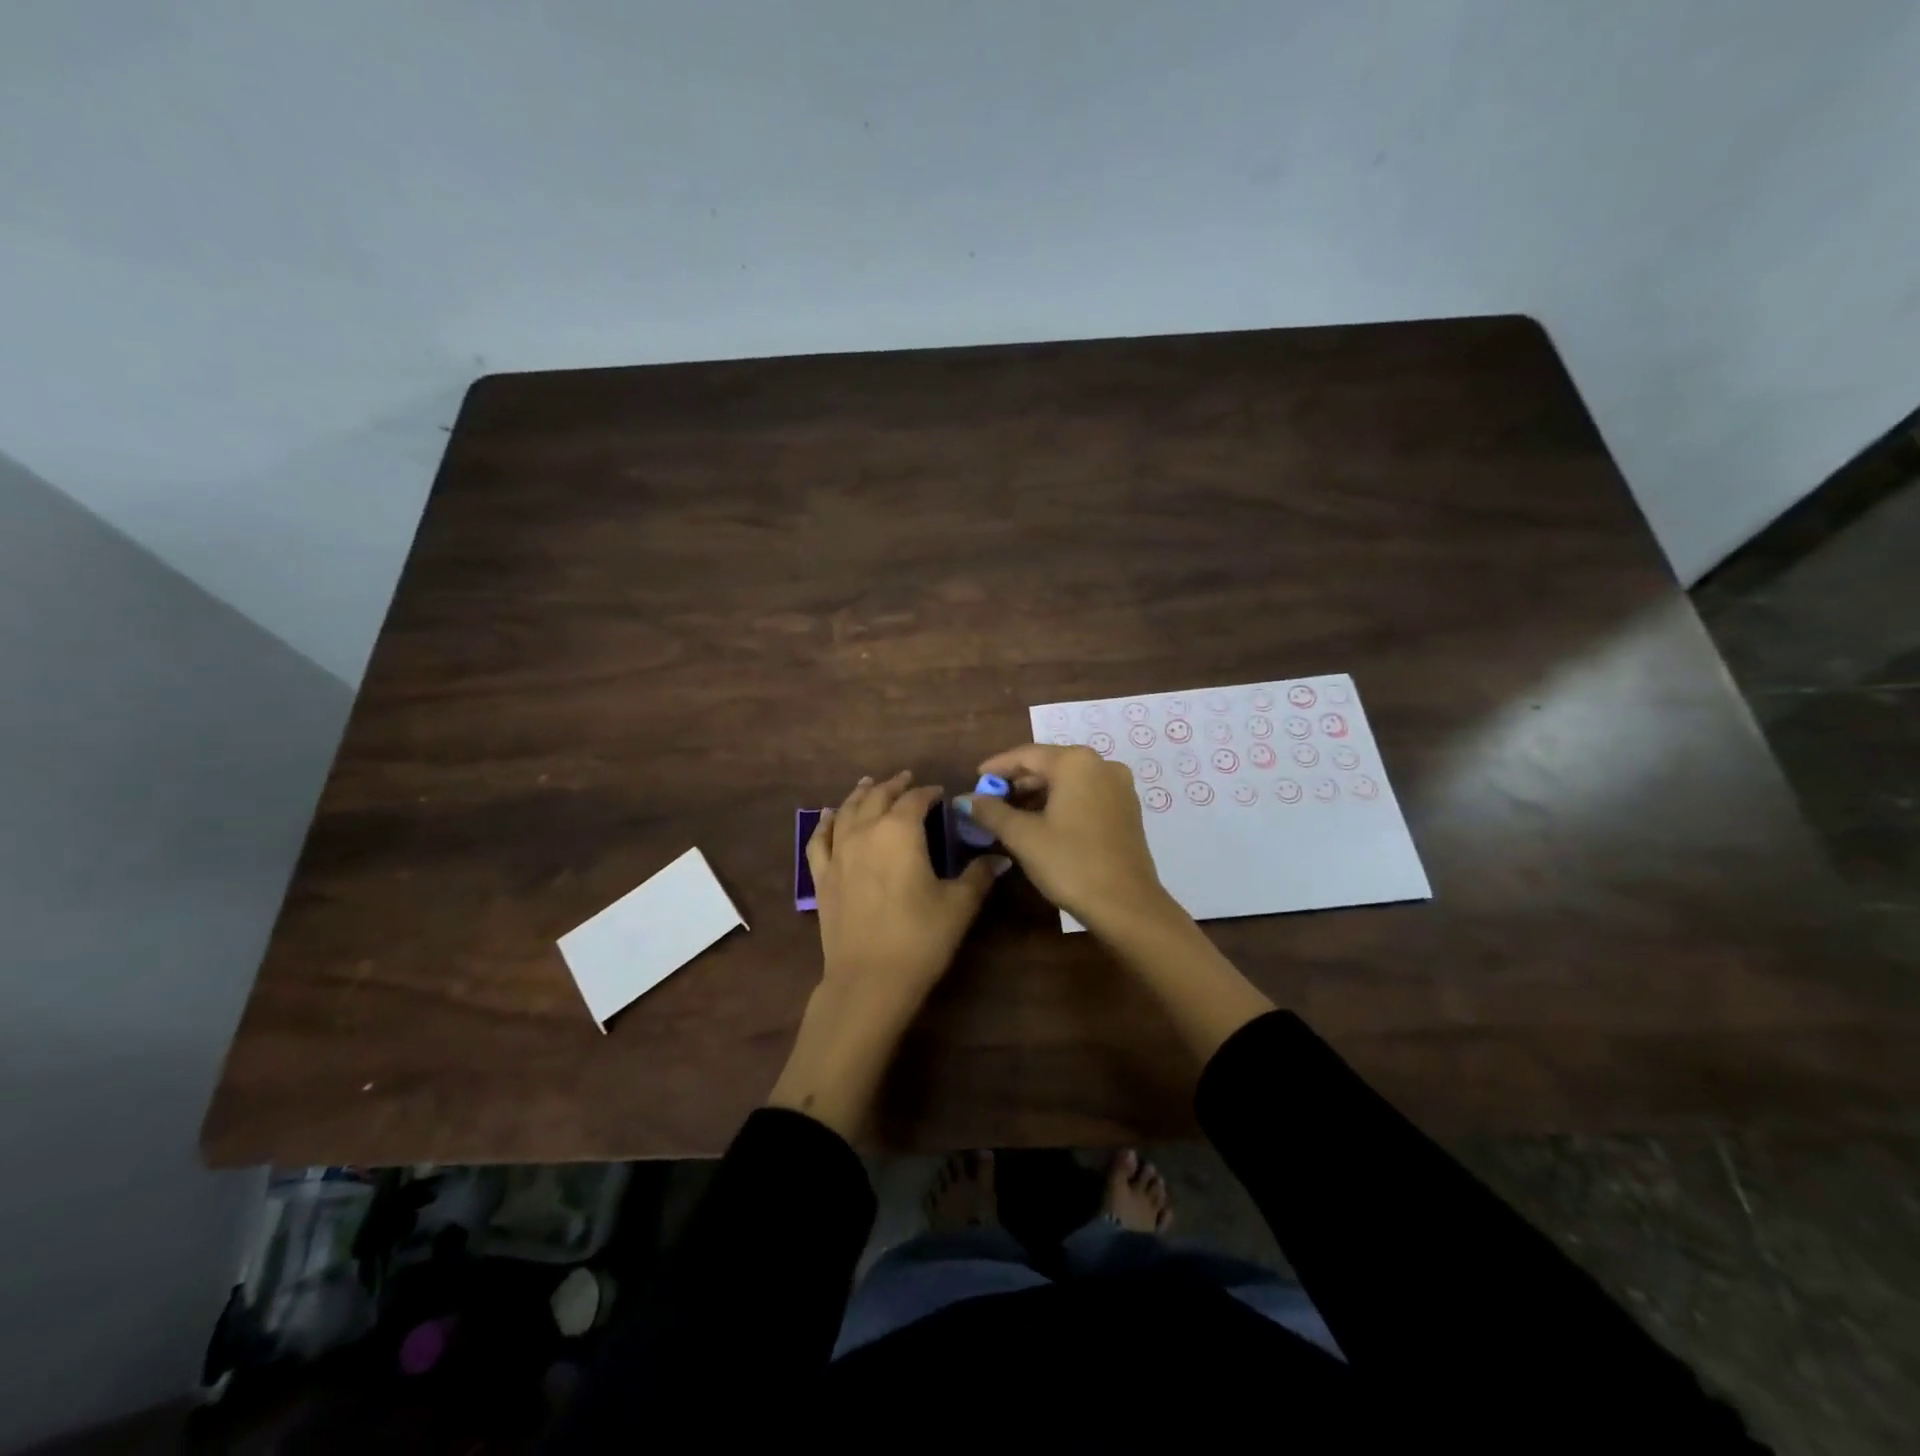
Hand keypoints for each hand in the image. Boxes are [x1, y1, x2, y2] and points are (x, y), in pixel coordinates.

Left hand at [808, 770, 1005, 1009]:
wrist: (869, 980)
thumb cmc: (920, 938)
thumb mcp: (959, 905)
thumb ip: (978, 875)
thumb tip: (999, 858)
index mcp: (900, 831)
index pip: (915, 799)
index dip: (928, 792)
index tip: (940, 793)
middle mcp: (865, 832)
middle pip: (878, 797)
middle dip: (894, 785)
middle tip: (907, 779)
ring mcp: (838, 853)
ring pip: (847, 811)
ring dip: (861, 794)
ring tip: (869, 784)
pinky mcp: (822, 877)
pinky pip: (820, 839)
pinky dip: (825, 823)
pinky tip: (829, 816)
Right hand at [957, 745, 1170, 932]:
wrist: (1126, 905)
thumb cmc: (1070, 863)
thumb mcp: (1023, 836)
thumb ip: (991, 811)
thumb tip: (965, 799)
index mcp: (1076, 762)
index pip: (1026, 755)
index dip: (997, 766)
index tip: (975, 777)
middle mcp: (1101, 765)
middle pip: (1049, 764)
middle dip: (1018, 781)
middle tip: (990, 799)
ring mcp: (1119, 787)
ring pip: (1068, 781)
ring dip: (1038, 793)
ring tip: (1011, 814)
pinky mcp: (1127, 809)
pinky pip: (1085, 794)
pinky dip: (1061, 802)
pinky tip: (1042, 822)